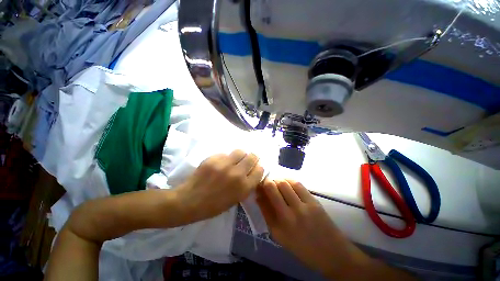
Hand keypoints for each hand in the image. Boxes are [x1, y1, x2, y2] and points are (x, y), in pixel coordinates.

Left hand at [176, 149, 264, 222]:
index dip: (259, 167)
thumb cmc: (214, 205)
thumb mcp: (236, 199)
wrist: (190, 201)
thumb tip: (252, 172)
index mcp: (244, 187)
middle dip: (253, 157)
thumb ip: (246, 185)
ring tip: (235, 158)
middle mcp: (237, 173)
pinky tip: (220, 163)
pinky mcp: (214, 158)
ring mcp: (225, 164)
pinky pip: (225, 153)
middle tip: (249, 159)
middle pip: (252, 157)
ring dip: (240, 155)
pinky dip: (226, 157)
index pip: (260, 170)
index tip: (255, 167)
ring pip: (240, 151)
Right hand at [256, 179, 369, 278]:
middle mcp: (291, 214)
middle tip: (268, 183)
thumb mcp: (279, 236)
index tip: (259, 186)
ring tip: (277, 183)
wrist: (331, 252)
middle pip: (275, 187)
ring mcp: (304, 205)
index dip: (260, 187)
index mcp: (281, 225)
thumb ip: (267, 214)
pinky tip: (288, 183)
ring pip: (286, 183)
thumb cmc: (302, 247)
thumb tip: (259, 196)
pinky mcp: (314, 201)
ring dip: (278, 180)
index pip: (266, 198)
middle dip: (268, 181)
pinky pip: (298, 184)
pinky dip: (289, 181)